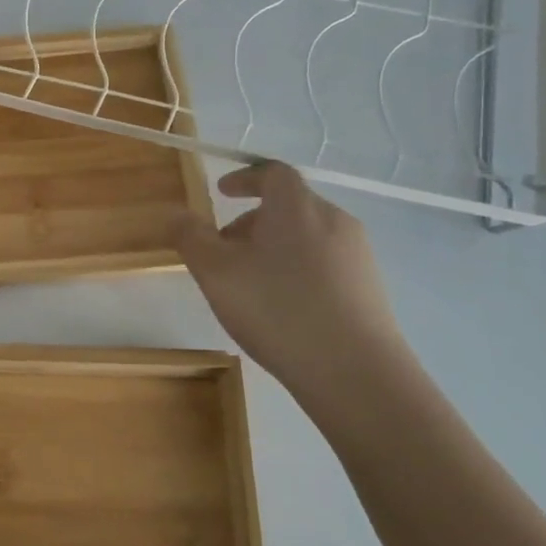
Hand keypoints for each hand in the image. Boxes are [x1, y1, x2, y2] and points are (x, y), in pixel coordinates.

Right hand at [175, 161, 410, 394]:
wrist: (355, 373)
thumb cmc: (276, 309)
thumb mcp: (215, 272)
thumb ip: (190, 237)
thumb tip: (176, 214)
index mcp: (296, 207)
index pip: (273, 173)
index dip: (245, 178)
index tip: (222, 192)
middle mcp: (333, 220)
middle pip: (289, 206)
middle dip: (253, 220)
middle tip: (225, 249)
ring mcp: (357, 255)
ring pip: (307, 235)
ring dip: (275, 246)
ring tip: (250, 283)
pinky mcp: (369, 288)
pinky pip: (325, 262)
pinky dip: (298, 269)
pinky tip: (282, 307)